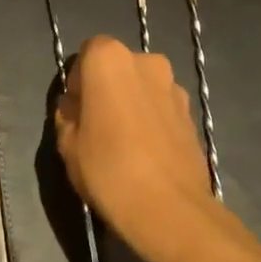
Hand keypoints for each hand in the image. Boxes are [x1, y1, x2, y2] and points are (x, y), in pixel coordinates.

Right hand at [55, 36, 221, 261]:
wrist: (169, 208)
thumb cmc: (108, 170)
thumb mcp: (67, 144)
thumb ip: (67, 115)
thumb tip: (76, 107)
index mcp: (110, 60)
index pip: (88, 53)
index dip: (78, 80)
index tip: (75, 110)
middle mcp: (147, 62)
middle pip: (119, 68)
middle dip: (106, 89)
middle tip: (96, 125)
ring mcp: (174, 87)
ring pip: (143, 88)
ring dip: (131, 104)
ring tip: (123, 143)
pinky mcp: (193, 114)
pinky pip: (162, 108)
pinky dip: (152, 121)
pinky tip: (145, 153)